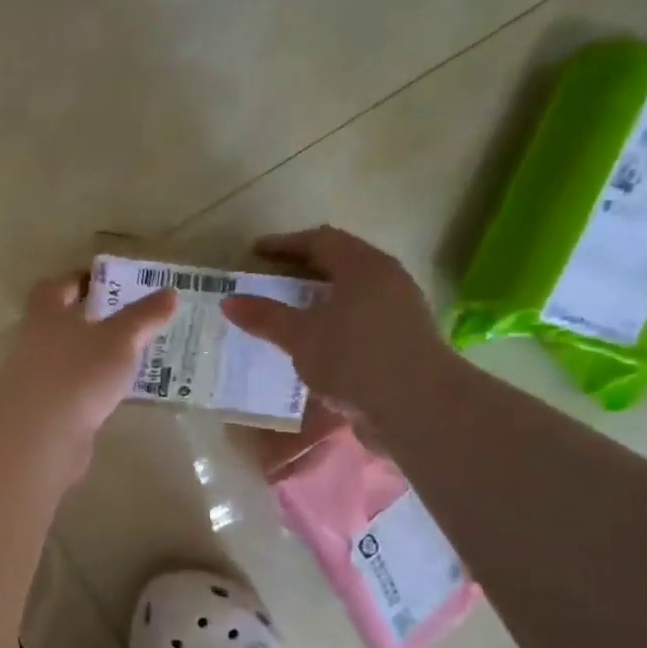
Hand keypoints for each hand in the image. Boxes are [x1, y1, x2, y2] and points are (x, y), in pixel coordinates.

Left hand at [0, 274, 176, 450]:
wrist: (40, 436)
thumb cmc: (77, 372)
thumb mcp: (119, 339)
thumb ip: (142, 317)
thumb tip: (169, 292)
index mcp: (45, 316)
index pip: (54, 288)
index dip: (76, 281)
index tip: (103, 281)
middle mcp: (34, 344)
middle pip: (59, 325)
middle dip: (88, 321)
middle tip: (125, 320)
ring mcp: (36, 381)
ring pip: (66, 360)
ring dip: (90, 358)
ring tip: (128, 359)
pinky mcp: (44, 413)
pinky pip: (70, 392)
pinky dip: (89, 390)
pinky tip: (113, 395)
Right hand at [221, 227, 448, 419]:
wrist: (417, 407)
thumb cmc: (355, 357)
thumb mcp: (300, 336)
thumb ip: (265, 316)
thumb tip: (229, 301)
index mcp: (364, 267)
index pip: (321, 241)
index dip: (285, 244)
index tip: (255, 253)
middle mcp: (386, 283)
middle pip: (339, 266)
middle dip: (301, 273)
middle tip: (267, 282)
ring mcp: (397, 314)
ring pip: (349, 297)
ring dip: (316, 303)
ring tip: (284, 317)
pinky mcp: (399, 345)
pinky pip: (356, 325)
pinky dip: (329, 328)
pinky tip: (309, 348)